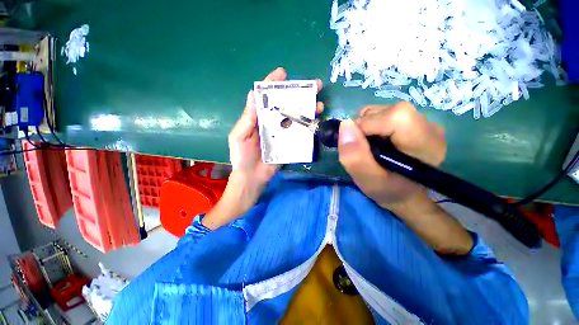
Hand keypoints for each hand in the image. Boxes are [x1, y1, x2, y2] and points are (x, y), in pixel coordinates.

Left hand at [228, 67, 323, 185]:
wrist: (252, 178)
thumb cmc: (242, 157)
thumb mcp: (239, 136)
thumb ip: (247, 118)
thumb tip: (253, 94)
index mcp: (258, 119)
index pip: (265, 98)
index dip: (273, 84)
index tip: (283, 73)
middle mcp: (272, 123)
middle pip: (285, 105)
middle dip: (298, 94)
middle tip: (313, 86)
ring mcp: (282, 134)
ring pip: (296, 118)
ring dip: (307, 110)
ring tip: (319, 104)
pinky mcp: (289, 145)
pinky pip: (299, 134)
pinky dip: (308, 127)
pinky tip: (317, 122)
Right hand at [338, 103, 472, 254]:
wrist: (411, 197)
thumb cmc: (393, 195)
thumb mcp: (371, 184)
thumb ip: (355, 158)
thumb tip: (344, 128)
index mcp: (424, 145)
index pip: (395, 116)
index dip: (368, 125)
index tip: (352, 141)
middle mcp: (429, 128)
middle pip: (387, 111)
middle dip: (365, 127)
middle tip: (361, 148)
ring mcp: (423, 124)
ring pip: (383, 111)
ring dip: (367, 127)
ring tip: (368, 147)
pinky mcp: (415, 124)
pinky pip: (385, 115)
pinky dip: (373, 126)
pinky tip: (375, 142)